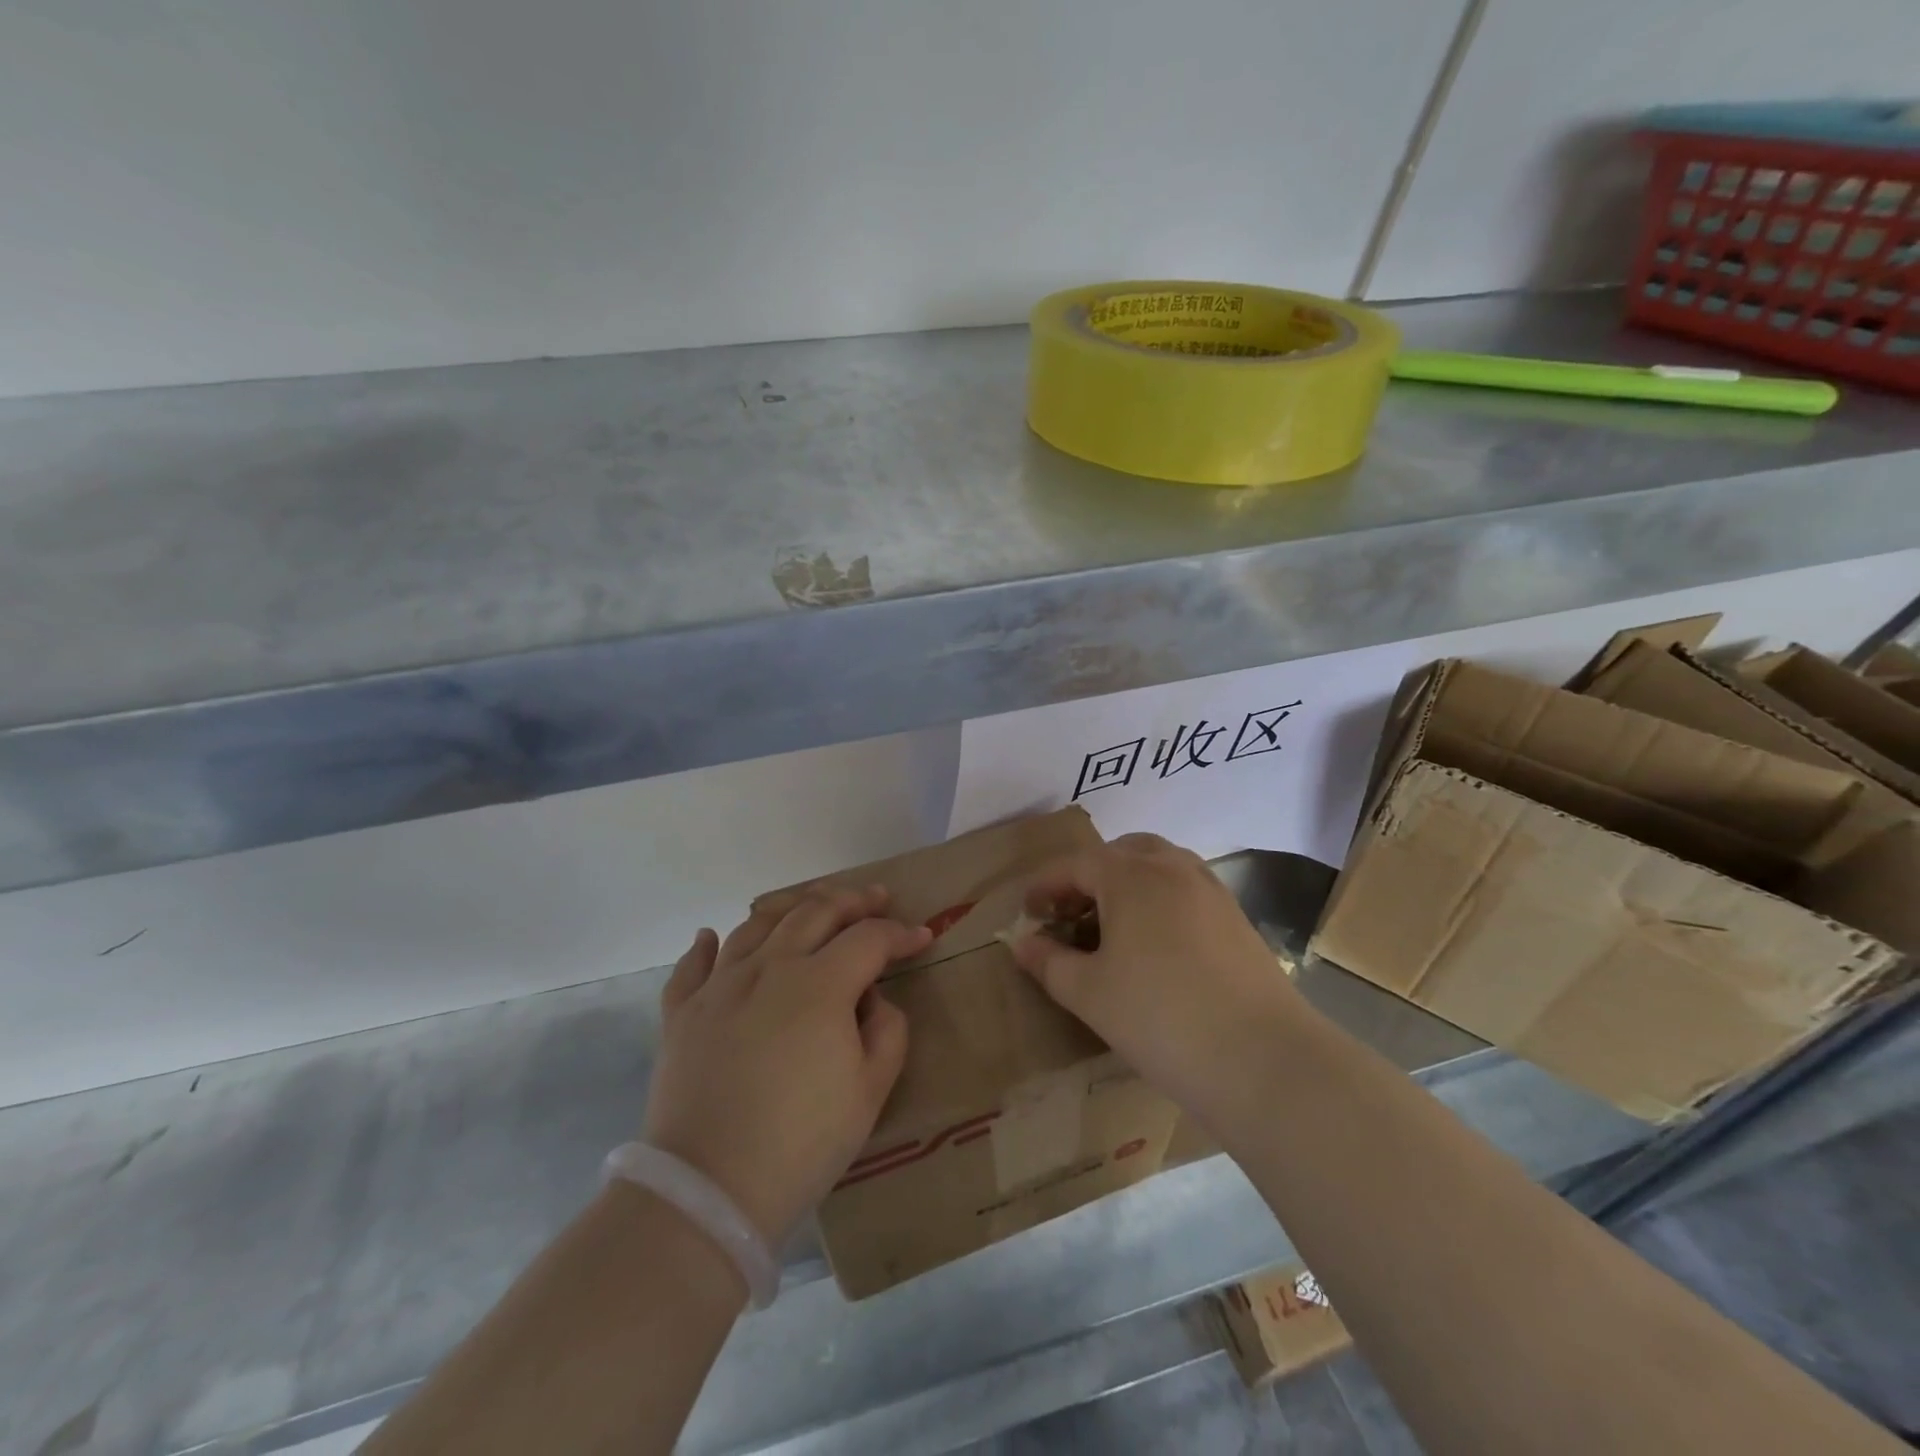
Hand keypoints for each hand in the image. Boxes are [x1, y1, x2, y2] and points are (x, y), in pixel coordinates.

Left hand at [643, 885, 930, 1247]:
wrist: (709, 1190)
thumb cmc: (802, 1143)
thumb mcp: (871, 1091)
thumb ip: (887, 1031)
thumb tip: (871, 1000)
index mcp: (819, 984)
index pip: (869, 939)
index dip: (901, 934)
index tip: (922, 937)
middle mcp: (769, 967)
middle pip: (815, 912)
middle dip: (853, 901)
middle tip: (875, 899)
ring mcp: (720, 985)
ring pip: (758, 924)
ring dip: (792, 907)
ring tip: (810, 907)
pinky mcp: (682, 1011)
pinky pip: (693, 964)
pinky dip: (707, 944)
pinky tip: (711, 936)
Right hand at [1008, 834, 1310, 1122]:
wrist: (1263, 1060)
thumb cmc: (1160, 1018)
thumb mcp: (1089, 994)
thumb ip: (1049, 962)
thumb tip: (1024, 943)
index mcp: (1131, 876)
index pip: (1075, 864)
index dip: (1045, 886)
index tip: (1028, 913)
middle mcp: (1173, 868)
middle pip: (1121, 853)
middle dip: (1089, 876)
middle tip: (1071, 914)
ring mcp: (1211, 890)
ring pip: (1159, 866)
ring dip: (1128, 884)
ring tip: (1112, 927)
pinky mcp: (1237, 918)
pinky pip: (1186, 890)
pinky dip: (1160, 901)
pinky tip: (1155, 946)